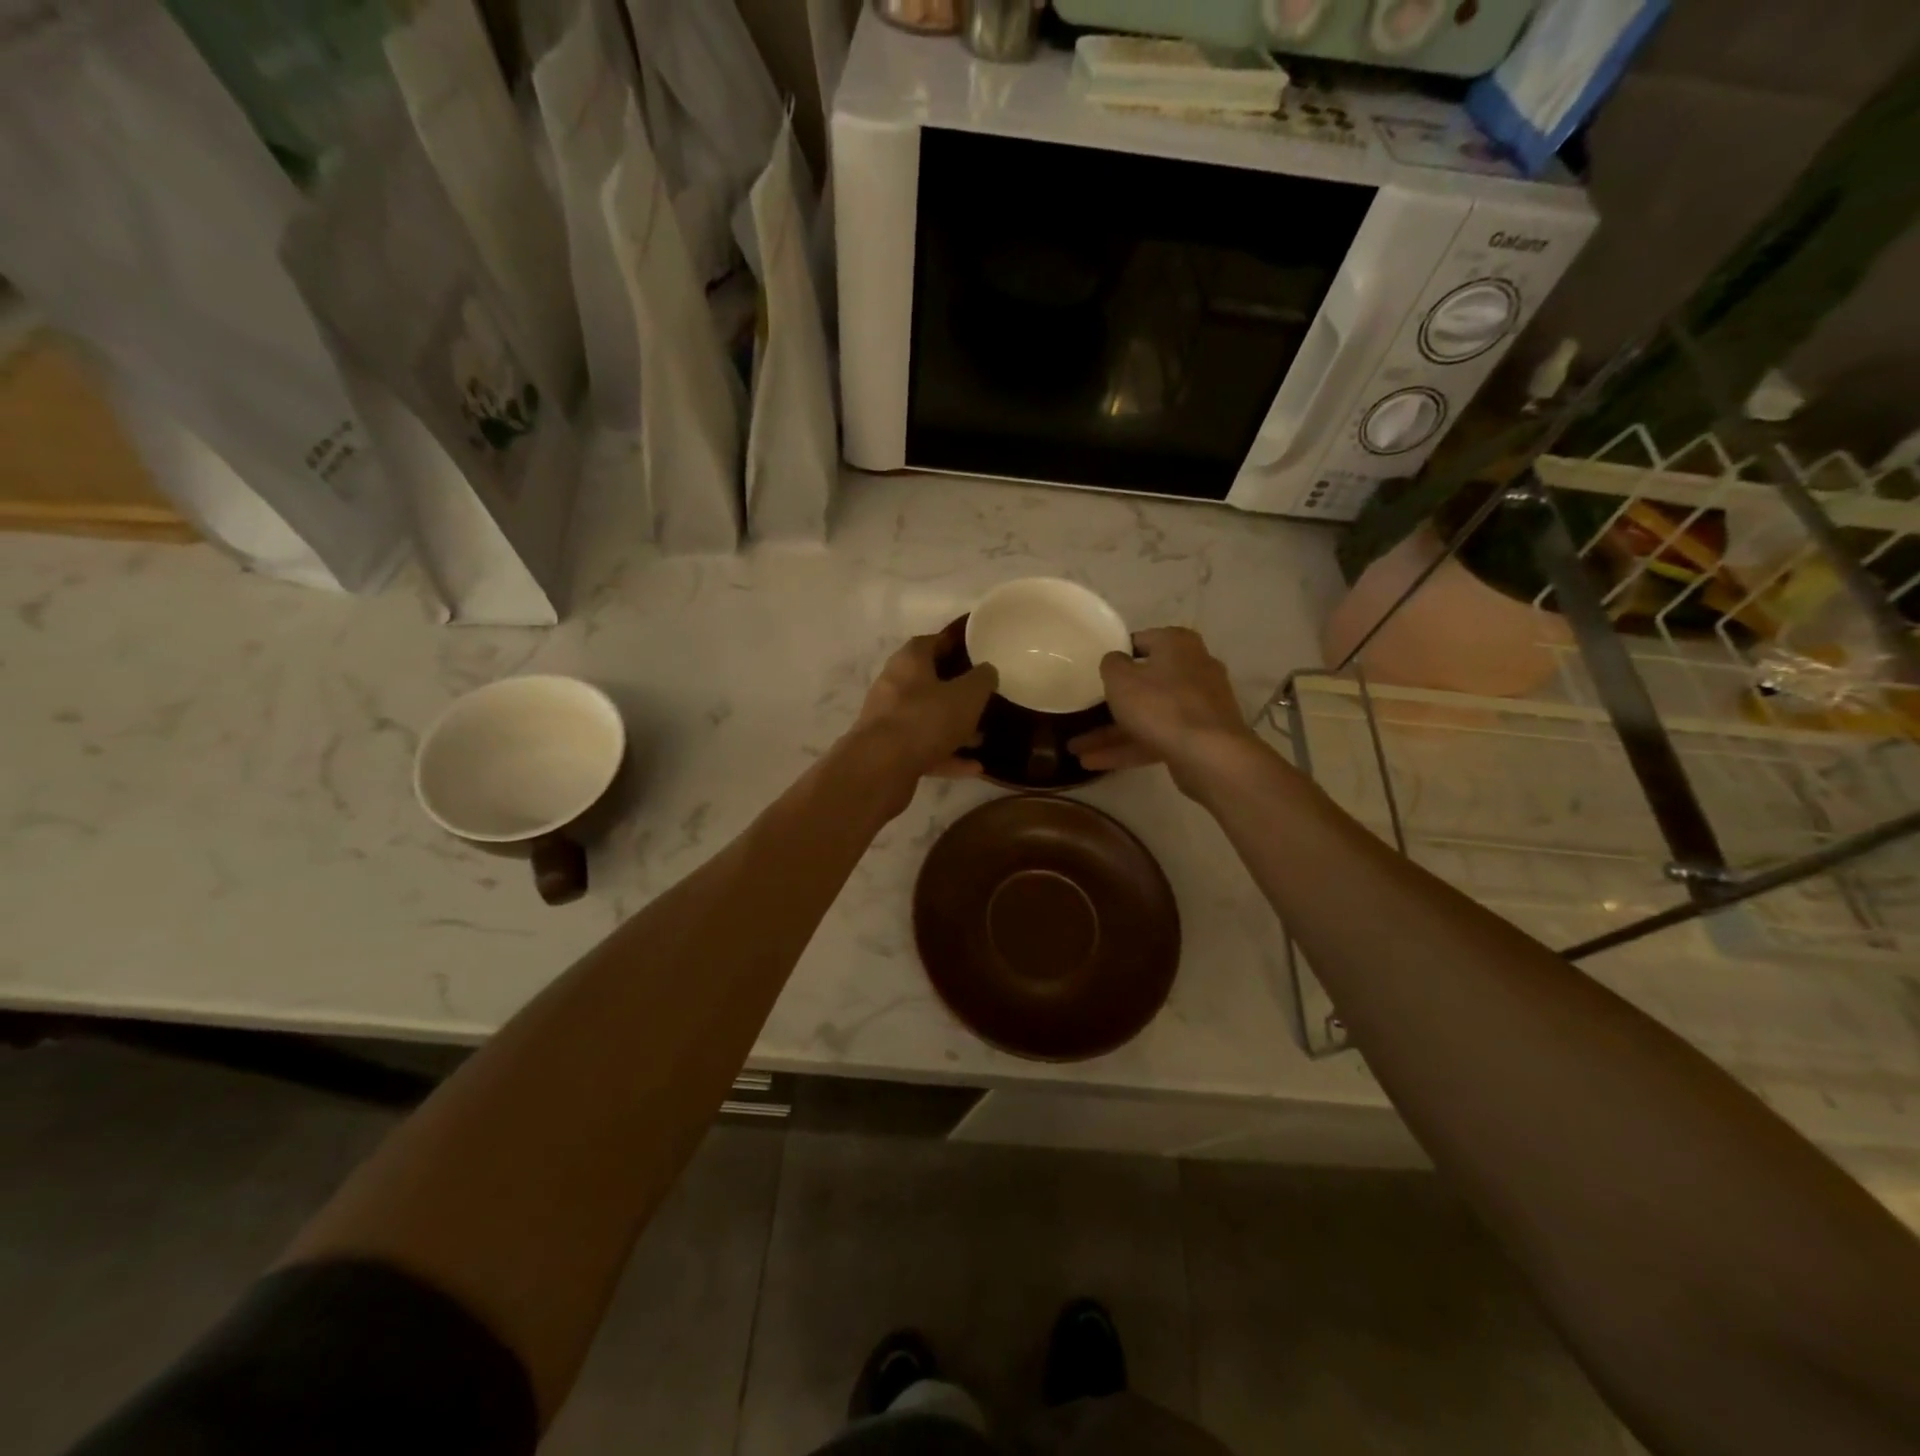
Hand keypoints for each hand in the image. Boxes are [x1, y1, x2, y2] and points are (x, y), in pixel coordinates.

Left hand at [845, 635, 997, 806]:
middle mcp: (893, 685)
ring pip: (927, 719)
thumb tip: (986, 671)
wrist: (881, 767)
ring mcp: (888, 719)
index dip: (954, 645)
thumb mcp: (967, 695)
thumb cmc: (926, 719)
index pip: (932, 642)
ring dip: (954, 728)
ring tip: (982, 738)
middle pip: (929, 683)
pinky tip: (974, 767)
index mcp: (909, 661)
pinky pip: (923, 748)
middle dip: (957, 693)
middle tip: (983, 699)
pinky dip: (947, 755)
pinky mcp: (888, 750)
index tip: (977, 653)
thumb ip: (982, 679)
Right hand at [1068, 627, 1262, 798]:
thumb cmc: (1160, 705)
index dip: (1116, 654)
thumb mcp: (1121, 679)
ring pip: (1148, 715)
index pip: (1141, 641)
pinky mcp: (1199, 736)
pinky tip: (1094, 763)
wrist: (1209, 755)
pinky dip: (1129, 747)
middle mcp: (1193, 668)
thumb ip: (1111, 664)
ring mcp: (1199, 705)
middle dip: (1111, 702)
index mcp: (1177, 644)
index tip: (1095, 671)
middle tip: (1084, 711)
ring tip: (1076, 748)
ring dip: (1112, 732)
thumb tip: (1116, 661)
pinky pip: (1157, 737)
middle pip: (1145, 682)